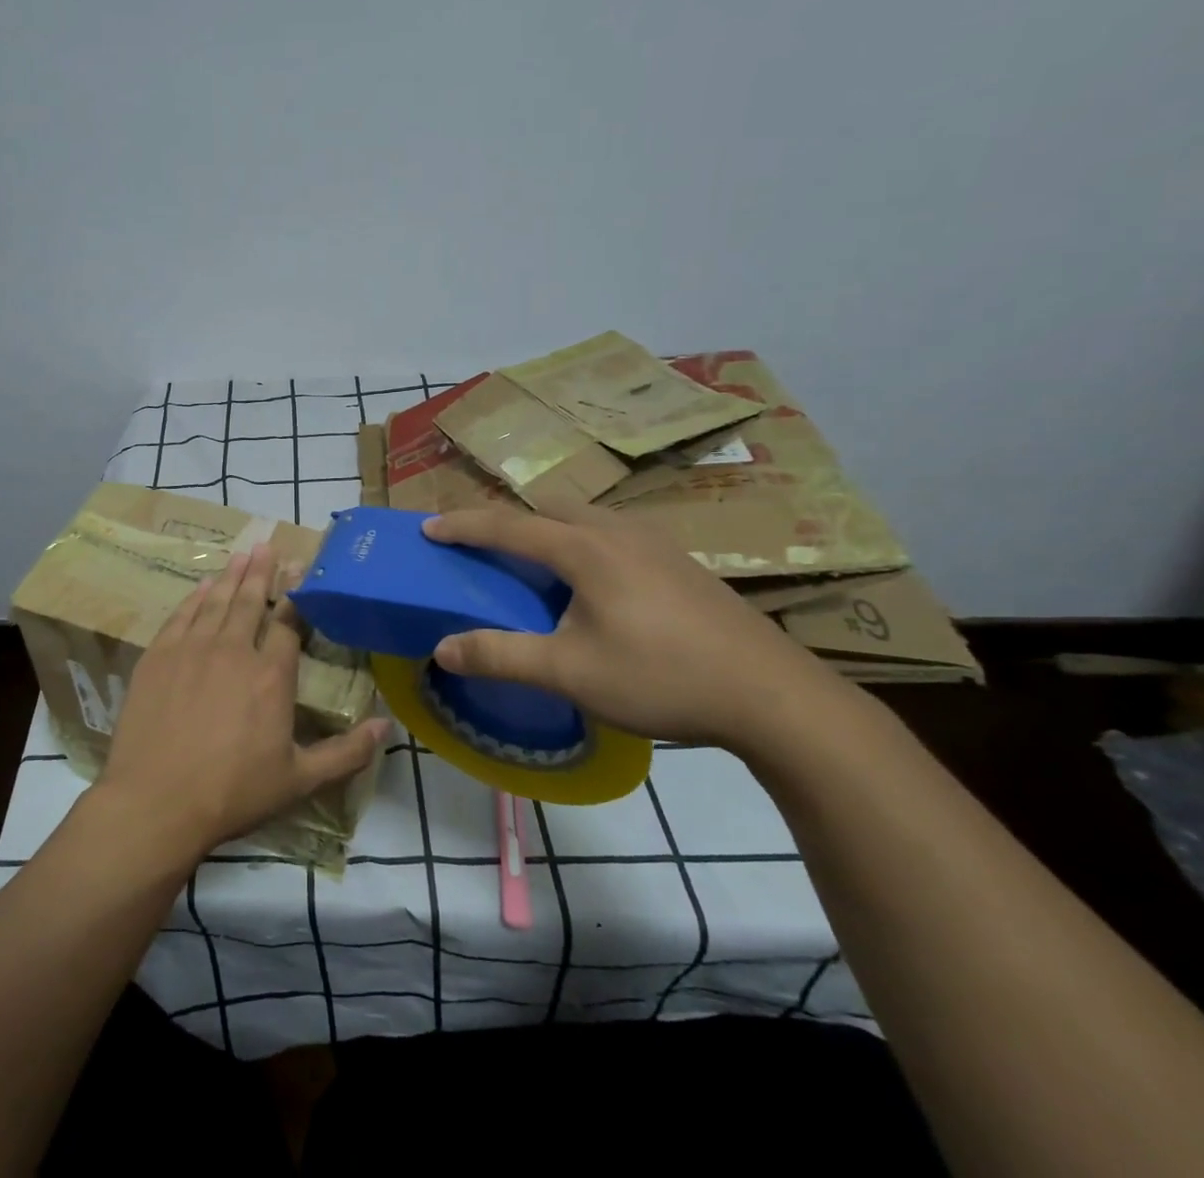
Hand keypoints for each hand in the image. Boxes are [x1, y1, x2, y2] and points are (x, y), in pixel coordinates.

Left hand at [96, 542, 390, 865]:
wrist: (156, 802)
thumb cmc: (232, 794)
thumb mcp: (298, 781)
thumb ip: (346, 753)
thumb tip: (386, 727)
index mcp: (271, 676)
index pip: (288, 624)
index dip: (296, 597)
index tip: (300, 573)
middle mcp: (233, 650)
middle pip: (251, 601)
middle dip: (261, 572)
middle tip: (266, 545)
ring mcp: (192, 649)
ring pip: (217, 602)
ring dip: (231, 576)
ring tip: (241, 555)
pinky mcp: (158, 656)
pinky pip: (181, 615)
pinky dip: (195, 597)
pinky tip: (203, 586)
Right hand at [422, 502, 839, 749]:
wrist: (774, 696)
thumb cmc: (661, 677)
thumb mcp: (570, 672)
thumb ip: (501, 656)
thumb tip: (441, 649)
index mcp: (584, 549)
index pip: (507, 526)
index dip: (463, 525)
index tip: (428, 527)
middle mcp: (617, 532)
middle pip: (548, 507)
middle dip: (508, 519)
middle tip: (484, 546)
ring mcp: (655, 543)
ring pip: (585, 517)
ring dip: (548, 529)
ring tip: (535, 565)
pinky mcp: (680, 563)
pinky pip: (613, 534)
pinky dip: (582, 543)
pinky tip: (594, 586)